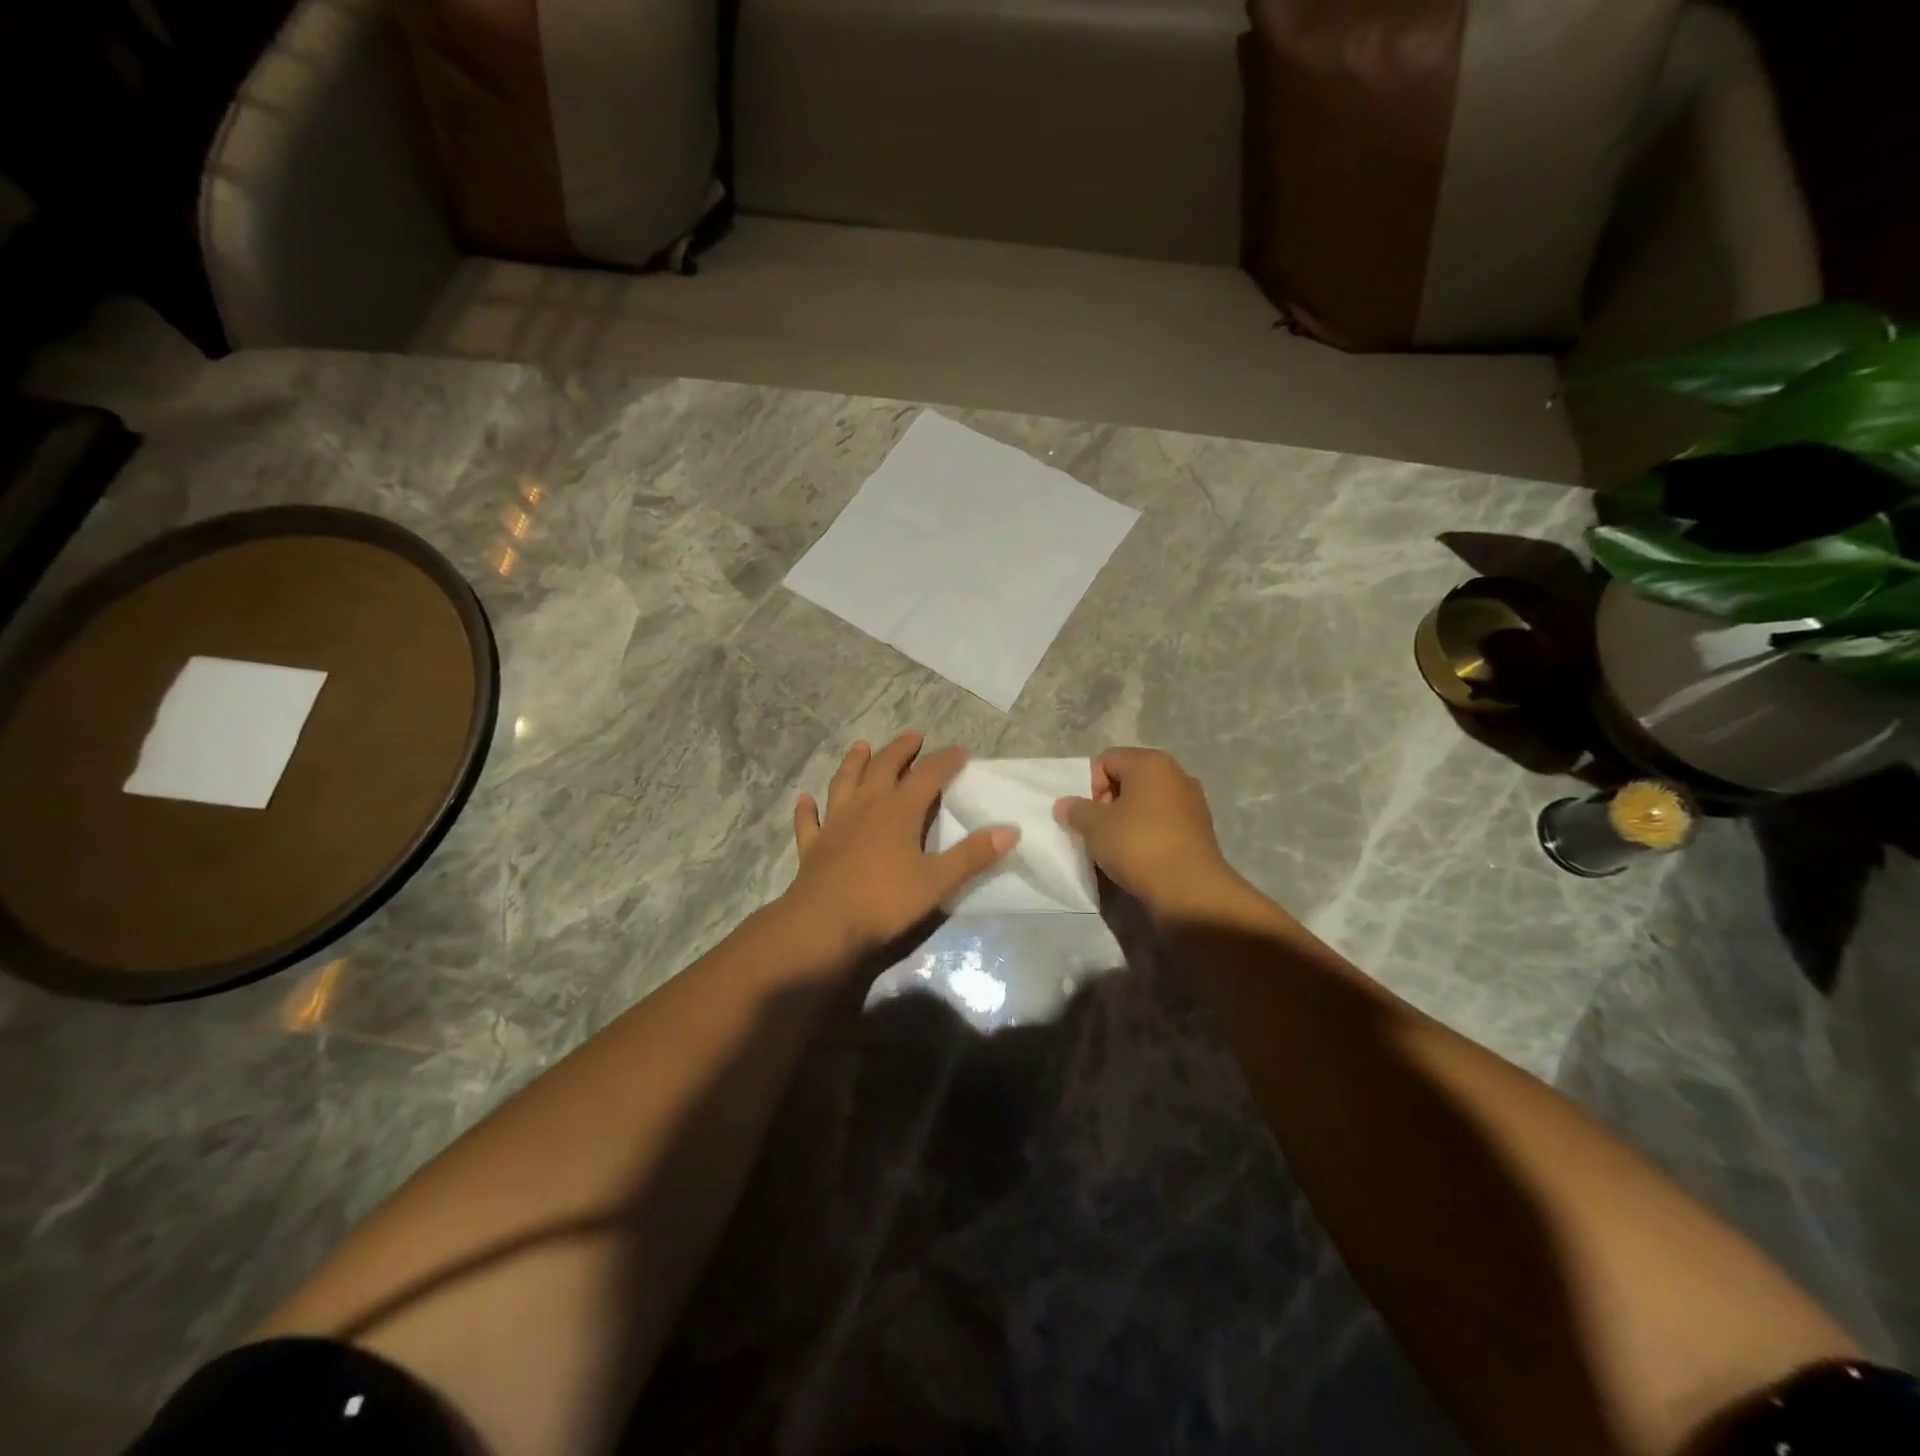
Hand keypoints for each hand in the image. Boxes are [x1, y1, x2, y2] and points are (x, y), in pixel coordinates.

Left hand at [785, 733, 1016, 958]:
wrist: (823, 925)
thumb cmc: (885, 901)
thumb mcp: (937, 881)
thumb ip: (972, 855)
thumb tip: (1010, 831)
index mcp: (899, 811)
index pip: (928, 775)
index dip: (946, 761)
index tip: (962, 751)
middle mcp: (866, 807)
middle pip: (884, 768)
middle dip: (901, 750)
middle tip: (914, 736)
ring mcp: (835, 824)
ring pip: (844, 783)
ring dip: (854, 763)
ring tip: (861, 746)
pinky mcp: (813, 846)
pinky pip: (809, 821)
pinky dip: (808, 809)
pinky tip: (805, 799)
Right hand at [1054, 747, 1241, 912]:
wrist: (1190, 890)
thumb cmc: (1138, 845)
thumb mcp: (1095, 827)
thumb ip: (1076, 810)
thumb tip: (1065, 805)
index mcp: (1150, 762)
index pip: (1106, 760)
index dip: (1089, 785)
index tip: (1086, 814)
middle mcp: (1176, 774)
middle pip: (1128, 779)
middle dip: (1107, 802)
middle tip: (1097, 830)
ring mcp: (1191, 802)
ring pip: (1145, 803)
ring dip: (1126, 820)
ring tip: (1115, 847)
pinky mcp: (1199, 829)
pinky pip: (1162, 822)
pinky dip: (1146, 833)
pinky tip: (1138, 856)